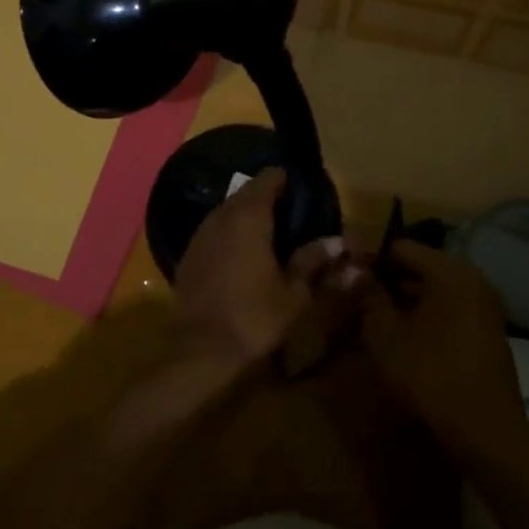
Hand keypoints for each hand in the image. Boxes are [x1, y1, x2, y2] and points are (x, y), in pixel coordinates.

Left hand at [173, 168, 344, 372]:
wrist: (200, 349)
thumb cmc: (254, 317)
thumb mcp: (294, 292)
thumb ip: (313, 260)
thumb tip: (338, 242)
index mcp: (250, 216)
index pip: (269, 178)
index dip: (287, 181)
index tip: (303, 192)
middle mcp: (222, 215)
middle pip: (247, 192)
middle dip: (269, 198)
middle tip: (293, 215)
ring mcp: (200, 233)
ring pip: (228, 210)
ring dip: (248, 216)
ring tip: (272, 234)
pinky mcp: (189, 253)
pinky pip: (214, 230)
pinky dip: (231, 233)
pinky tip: (244, 254)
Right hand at [360, 241, 528, 456]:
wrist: (485, 431)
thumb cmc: (429, 373)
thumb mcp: (384, 332)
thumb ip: (368, 295)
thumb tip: (356, 272)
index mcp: (449, 271)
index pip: (401, 247)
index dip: (371, 259)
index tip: (348, 276)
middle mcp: (473, 280)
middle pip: (421, 267)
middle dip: (389, 281)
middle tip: (359, 299)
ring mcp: (485, 308)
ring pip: (436, 291)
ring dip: (407, 301)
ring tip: (377, 320)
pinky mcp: (489, 333)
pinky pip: (451, 311)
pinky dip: (427, 317)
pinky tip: (406, 339)